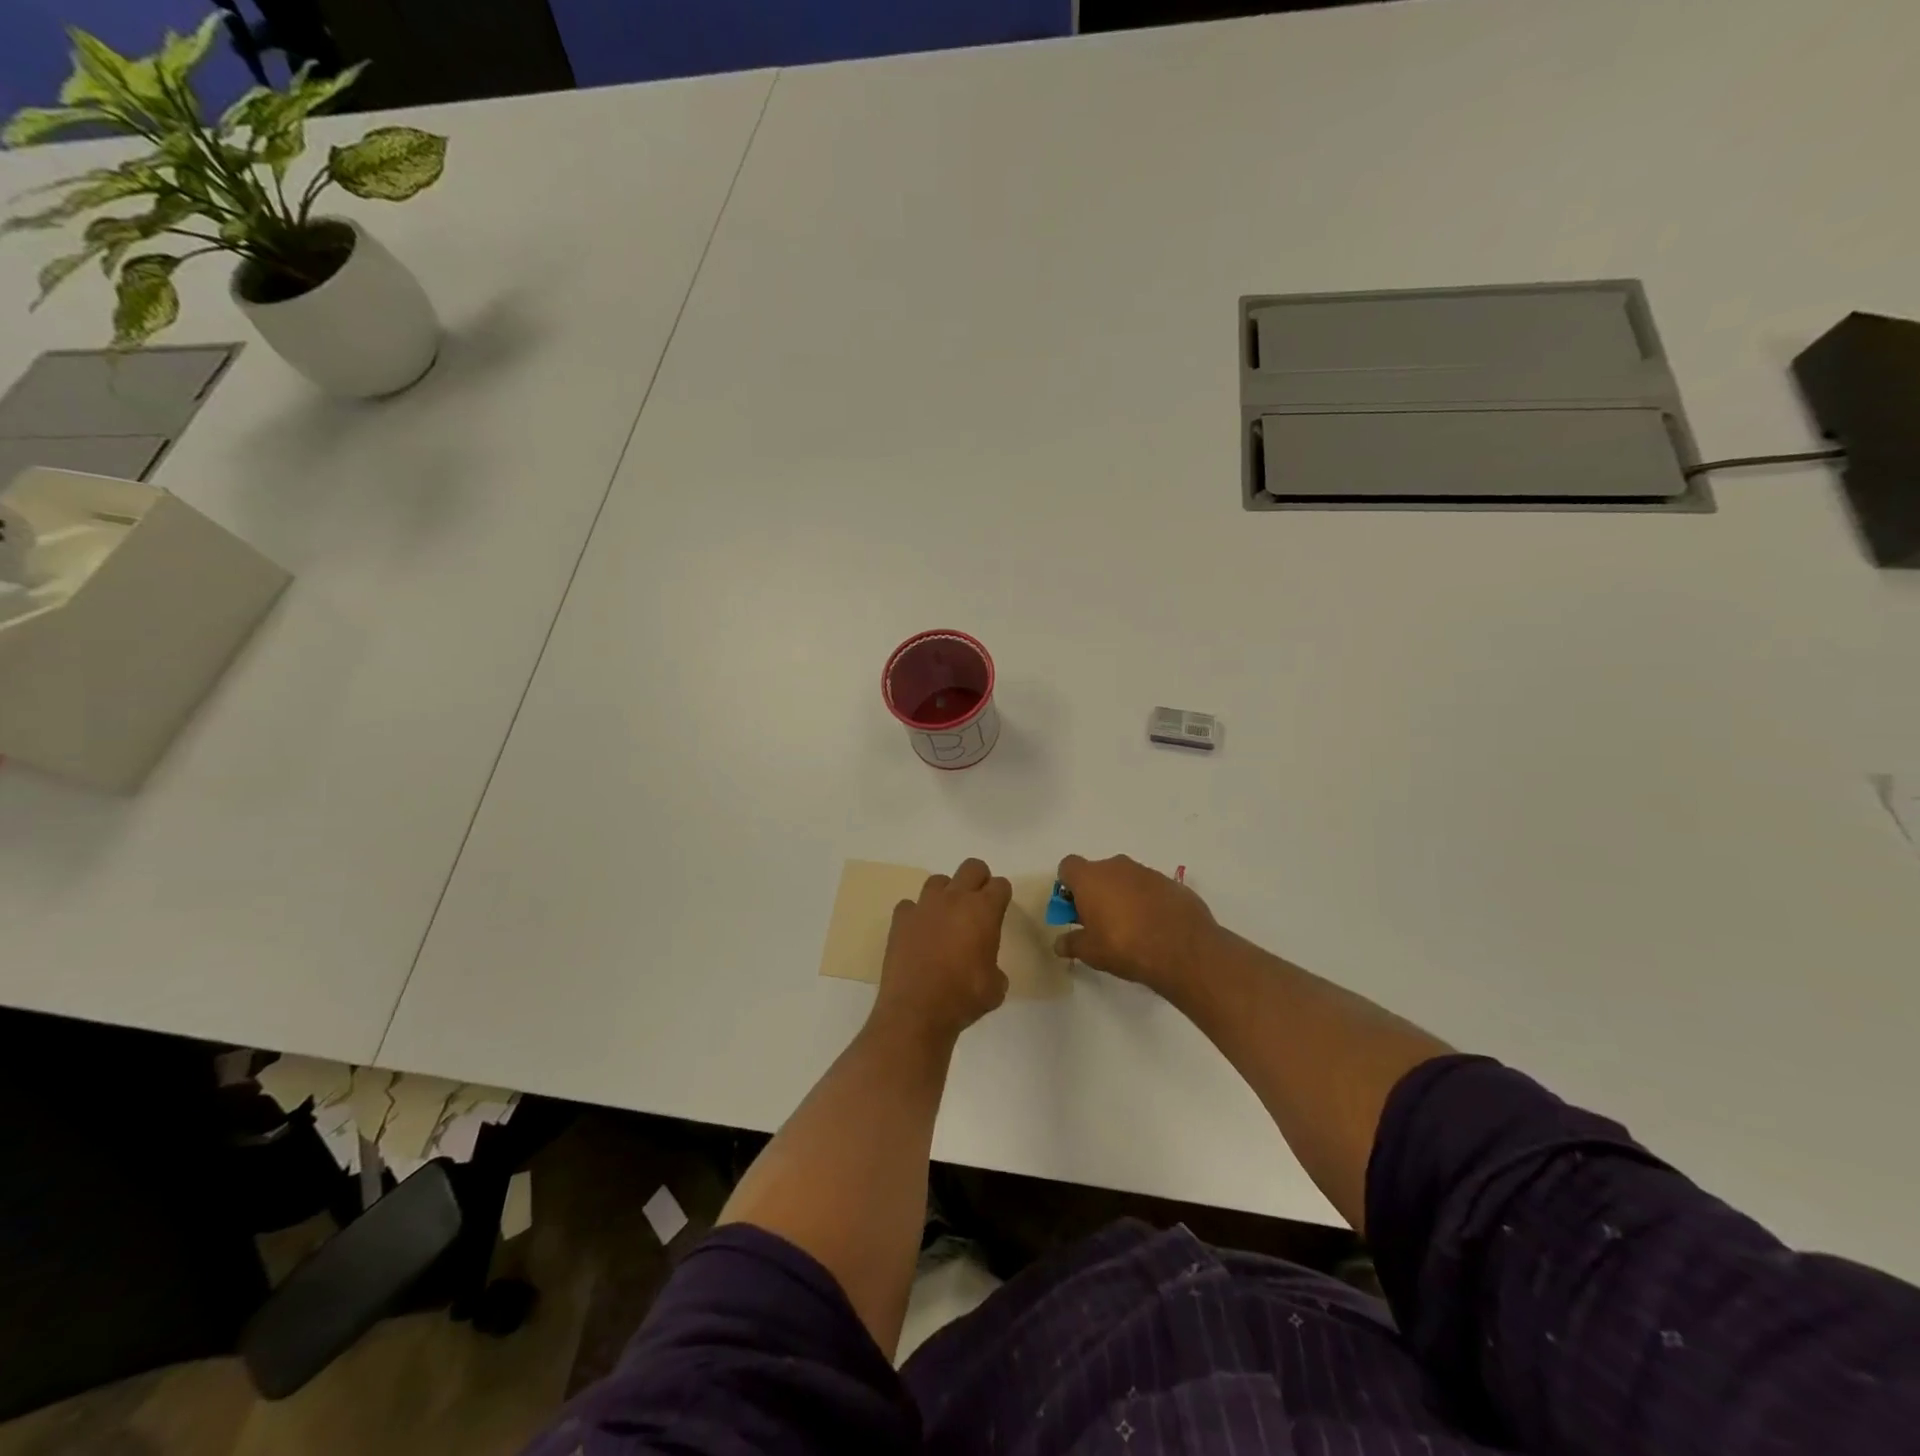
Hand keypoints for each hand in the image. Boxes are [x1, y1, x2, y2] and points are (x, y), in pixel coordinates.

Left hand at [871, 858, 1010, 1045]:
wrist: (917, 1010)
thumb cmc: (963, 997)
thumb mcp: (996, 987)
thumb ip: (995, 967)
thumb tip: (986, 968)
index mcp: (983, 911)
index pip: (1000, 885)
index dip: (1002, 896)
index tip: (999, 910)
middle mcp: (954, 899)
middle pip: (972, 867)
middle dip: (978, 880)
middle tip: (977, 905)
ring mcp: (924, 906)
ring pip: (938, 881)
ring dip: (946, 894)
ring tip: (945, 918)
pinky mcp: (900, 919)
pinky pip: (910, 905)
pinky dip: (916, 915)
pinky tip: (918, 933)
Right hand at [1054, 854, 1220, 1000]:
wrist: (1183, 949)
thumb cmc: (1124, 945)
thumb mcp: (1090, 952)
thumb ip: (1072, 943)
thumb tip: (1059, 944)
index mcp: (1090, 877)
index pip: (1068, 866)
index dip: (1068, 886)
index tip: (1074, 909)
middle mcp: (1116, 866)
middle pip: (1097, 873)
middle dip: (1096, 893)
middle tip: (1100, 923)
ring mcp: (1146, 872)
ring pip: (1125, 879)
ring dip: (1122, 897)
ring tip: (1131, 929)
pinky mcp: (1171, 883)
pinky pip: (1149, 888)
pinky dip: (1147, 902)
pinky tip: (1154, 928)